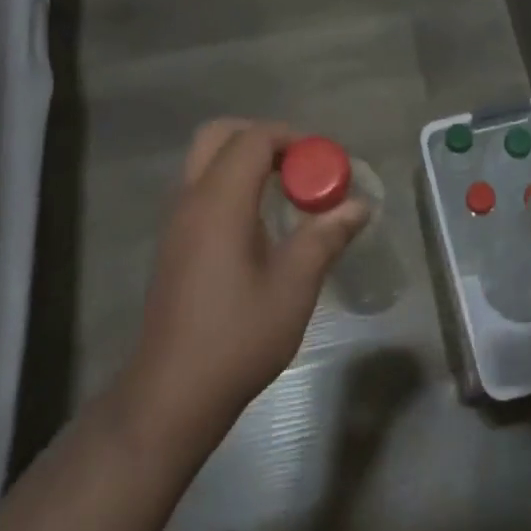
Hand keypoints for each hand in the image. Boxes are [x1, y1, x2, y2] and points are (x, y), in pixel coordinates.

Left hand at [113, 120, 369, 455]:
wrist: (171, 395)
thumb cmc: (237, 338)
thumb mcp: (294, 286)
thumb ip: (325, 236)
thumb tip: (360, 205)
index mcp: (219, 201)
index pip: (254, 139)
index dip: (293, 139)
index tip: (325, 164)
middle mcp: (191, 199)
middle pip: (219, 135)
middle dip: (263, 138)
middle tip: (299, 166)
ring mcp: (175, 221)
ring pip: (205, 160)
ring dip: (244, 159)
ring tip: (284, 191)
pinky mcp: (172, 243)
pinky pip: (200, 187)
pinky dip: (229, 182)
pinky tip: (258, 222)